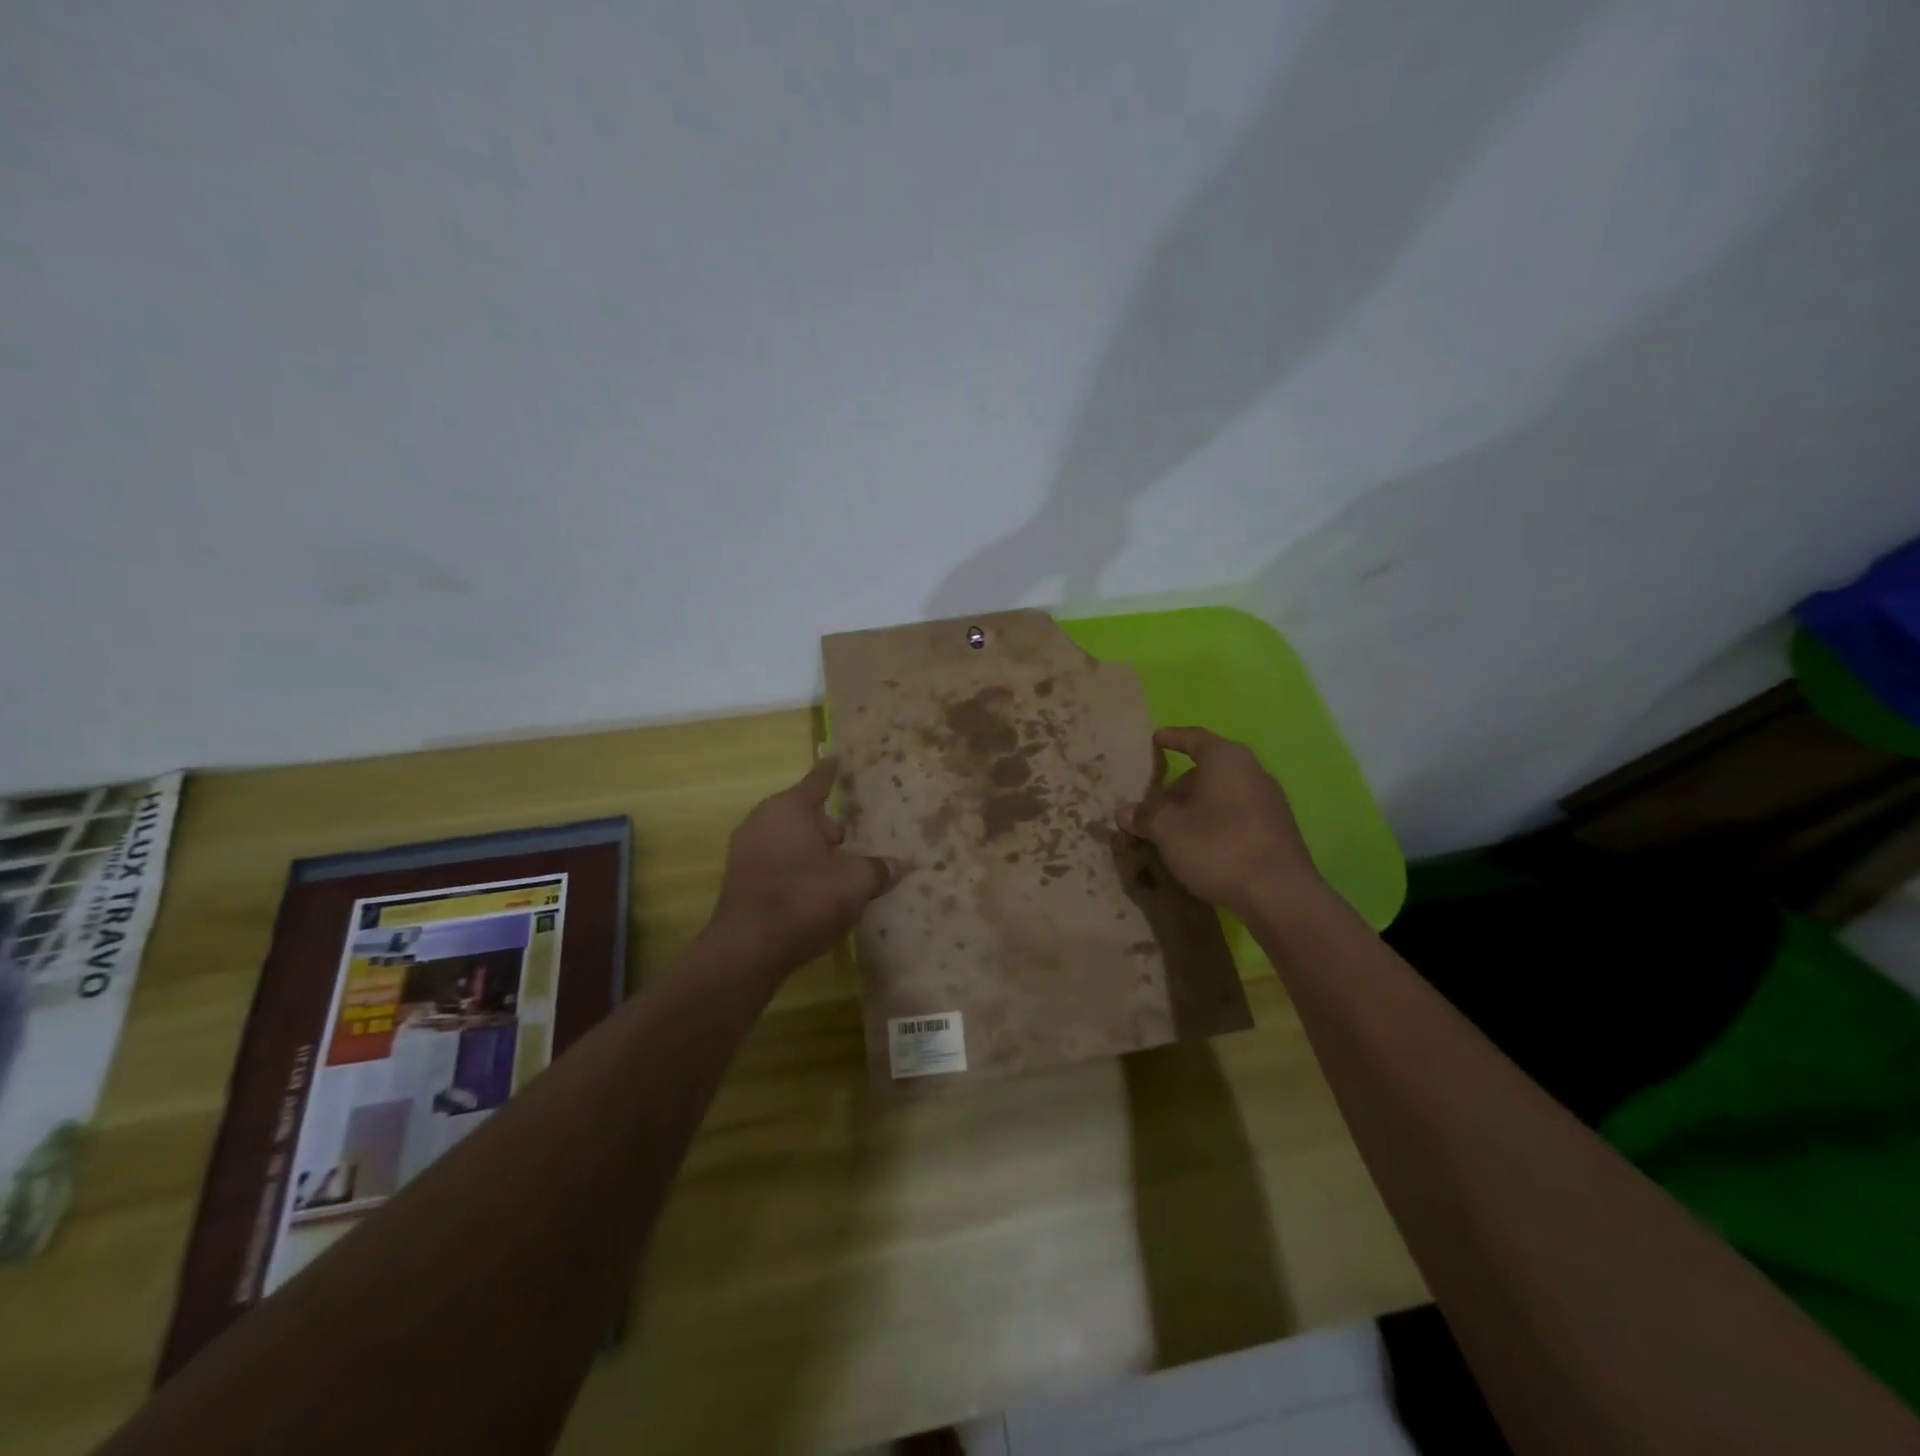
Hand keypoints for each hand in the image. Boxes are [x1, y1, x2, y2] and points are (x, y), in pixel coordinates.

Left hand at [709, 757, 908, 970]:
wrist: (749, 948)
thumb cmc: (805, 898)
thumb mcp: (854, 882)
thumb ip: (877, 869)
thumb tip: (900, 865)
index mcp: (789, 809)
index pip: (818, 782)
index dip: (831, 772)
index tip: (836, 758)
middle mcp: (762, 822)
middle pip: (804, 816)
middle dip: (828, 827)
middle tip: (854, 837)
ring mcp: (746, 852)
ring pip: (791, 843)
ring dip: (814, 853)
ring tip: (841, 868)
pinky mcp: (741, 883)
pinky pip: (779, 866)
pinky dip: (798, 872)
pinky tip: (818, 893)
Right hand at [1116, 727, 1320, 914]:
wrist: (1280, 895)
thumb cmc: (1218, 847)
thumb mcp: (1168, 830)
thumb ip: (1144, 816)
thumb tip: (1124, 811)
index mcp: (1226, 759)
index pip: (1194, 738)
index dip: (1172, 738)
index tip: (1155, 739)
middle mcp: (1252, 771)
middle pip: (1208, 770)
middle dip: (1179, 785)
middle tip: (1154, 805)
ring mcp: (1269, 801)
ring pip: (1222, 794)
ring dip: (1196, 807)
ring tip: (1173, 830)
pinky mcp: (1276, 830)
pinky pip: (1237, 815)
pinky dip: (1215, 822)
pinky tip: (1200, 847)